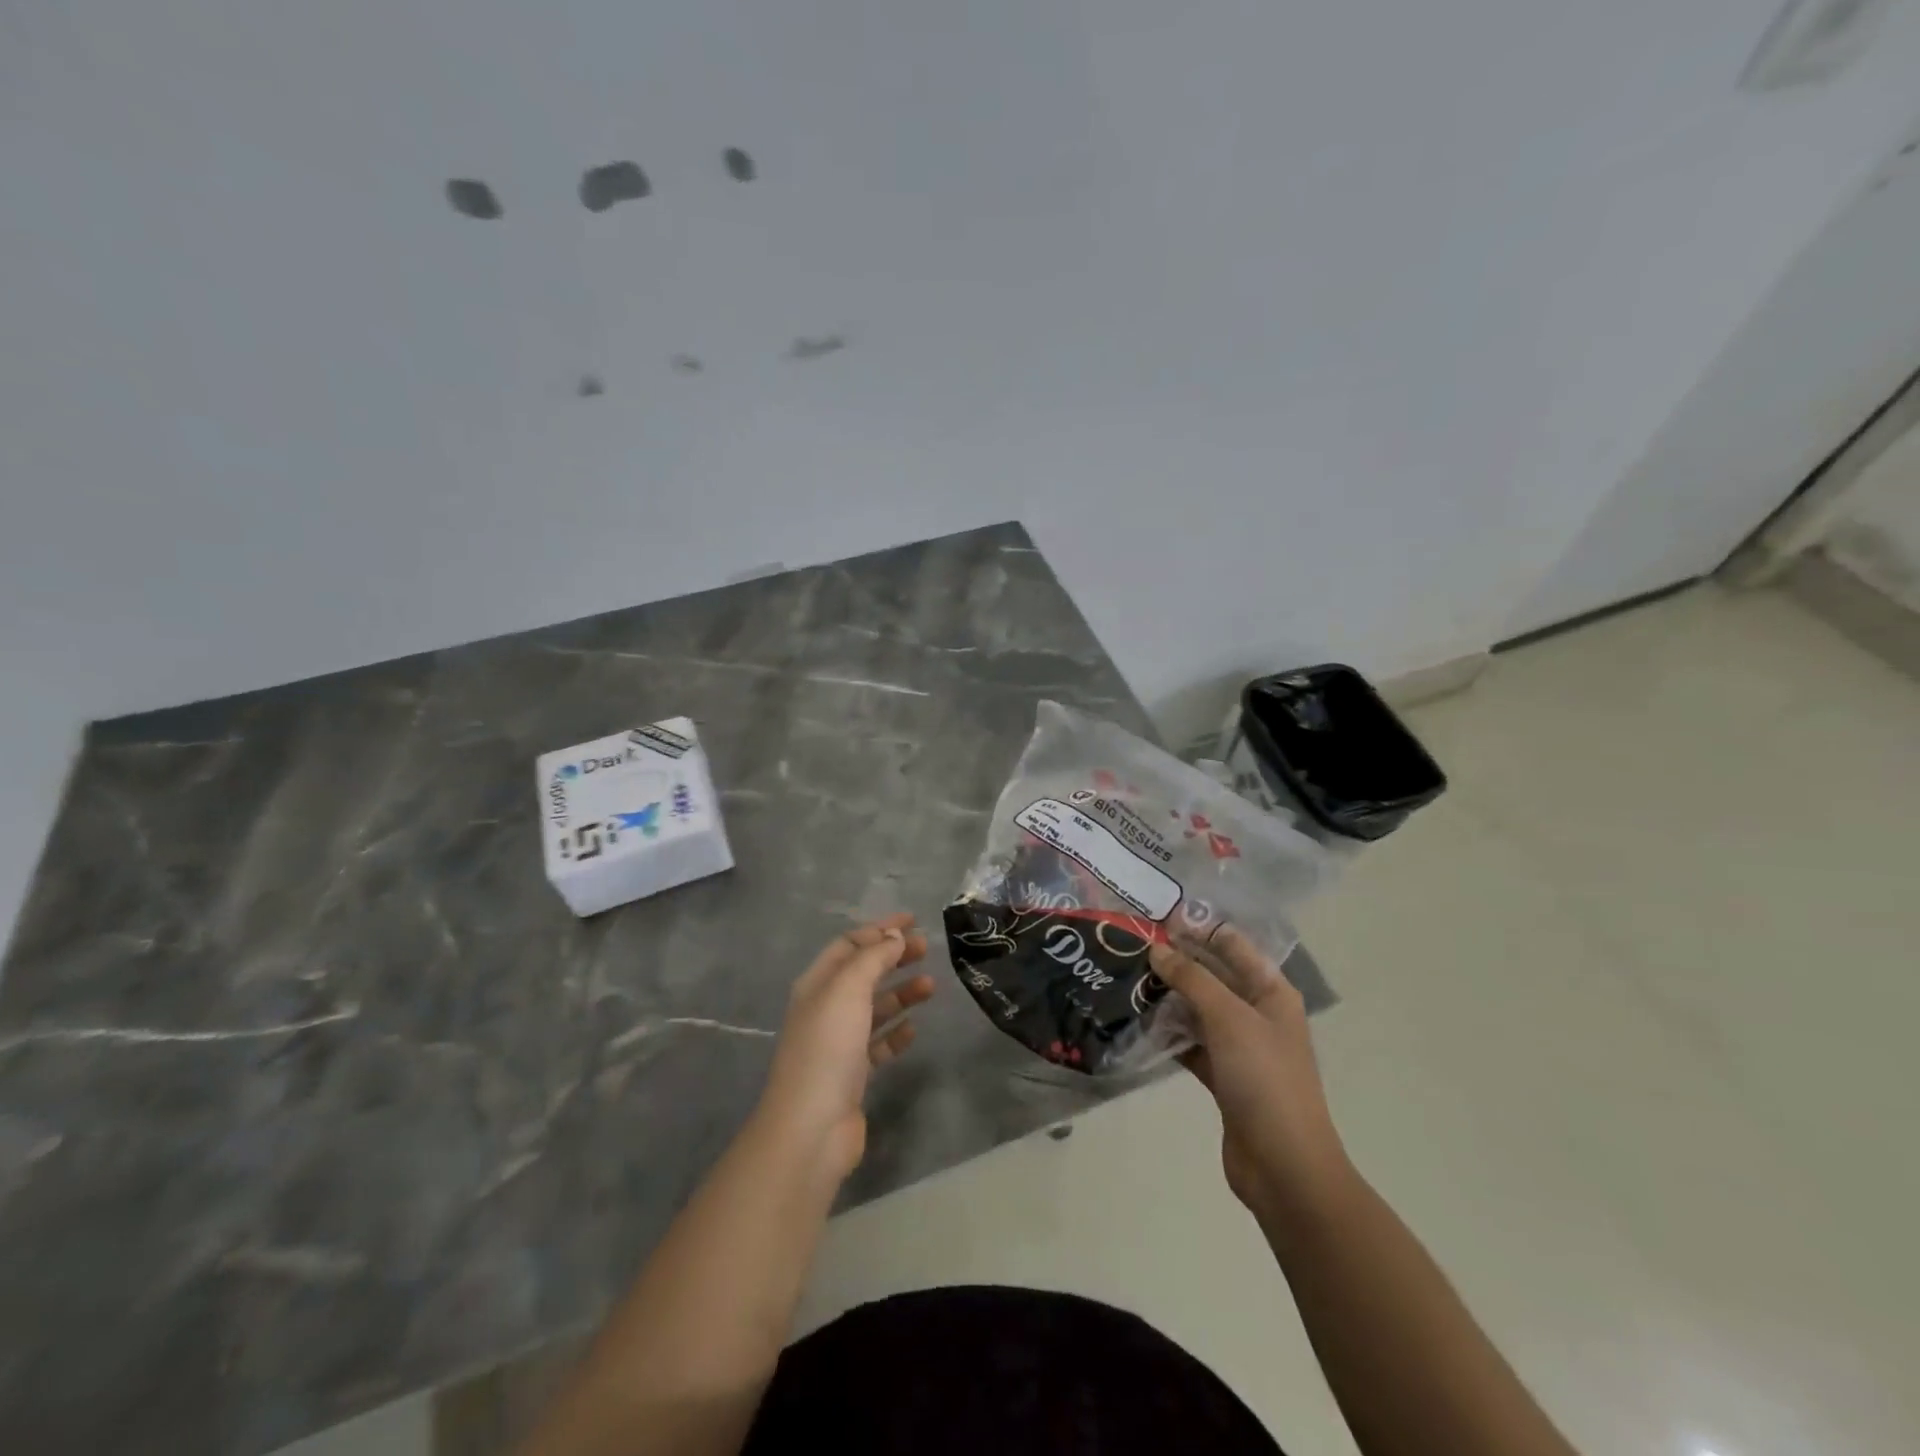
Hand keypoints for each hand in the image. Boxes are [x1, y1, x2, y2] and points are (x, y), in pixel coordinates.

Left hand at [755, 913, 934, 1185]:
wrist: (811, 1127)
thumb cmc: (827, 1048)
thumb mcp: (848, 989)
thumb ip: (873, 958)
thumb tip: (894, 935)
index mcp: (817, 984)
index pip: (849, 944)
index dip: (879, 930)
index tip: (913, 921)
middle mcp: (826, 1008)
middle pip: (863, 972)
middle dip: (893, 957)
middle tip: (927, 949)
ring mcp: (839, 1043)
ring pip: (874, 1007)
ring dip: (901, 993)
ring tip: (931, 987)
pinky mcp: (853, 1074)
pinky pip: (879, 1043)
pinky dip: (896, 1032)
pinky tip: (914, 1029)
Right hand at [1149, 927, 1350, 1217]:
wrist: (1284, 1166)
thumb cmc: (1264, 1079)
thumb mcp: (1228, 1018)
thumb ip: (1192, 979)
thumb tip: (1157, 949)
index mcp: (1270, 991)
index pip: (1231, 945)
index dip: (1197, 928)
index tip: (1155, 917)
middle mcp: (1257, 1013)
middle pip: (1213, 975)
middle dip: (1177, 961)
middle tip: (1131, 946)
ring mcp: (1240, 1046)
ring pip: (1198, 1008)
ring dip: (1168, 996)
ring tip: (1126, 979)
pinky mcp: (1223, 1076)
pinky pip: (1191, 1042)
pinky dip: (1168, 1033)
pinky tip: (1137, 1023)